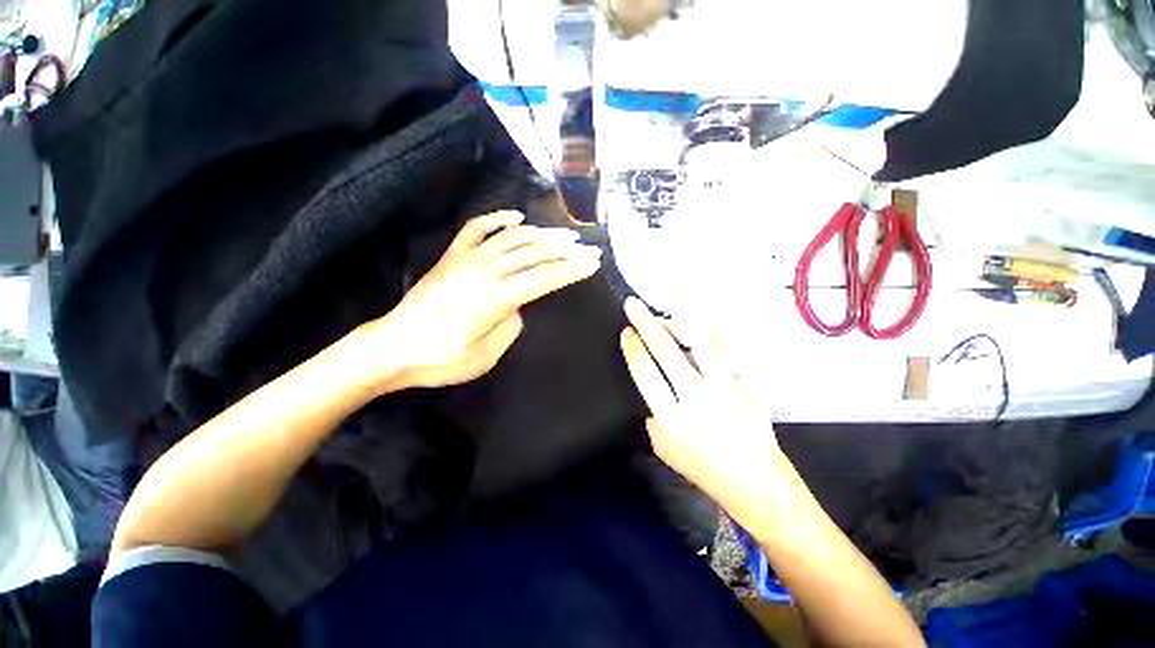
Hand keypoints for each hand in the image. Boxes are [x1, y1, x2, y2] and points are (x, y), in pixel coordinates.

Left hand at [364, 211, 602, 391]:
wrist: (392, 347)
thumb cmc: (440, 359)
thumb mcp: (485, 356)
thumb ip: (510, 327)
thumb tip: (520, 307)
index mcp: (496, 298)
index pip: (545, 278)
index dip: (572, 270)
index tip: (593, 263)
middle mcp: (484, 271)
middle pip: (534, 253)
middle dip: (565, 250)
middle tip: (588, 246)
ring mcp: (466, 259)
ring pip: (512, 238)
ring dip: (541, 233)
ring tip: (563, 234)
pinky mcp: (452, 257)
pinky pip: (476, 229)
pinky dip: (497, 219)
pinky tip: (516, 217)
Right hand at [620, 297, 782, 506]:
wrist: (755, 480)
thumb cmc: (703, 468)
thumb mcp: (663, 448)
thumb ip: (653, 416)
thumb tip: (653, 386)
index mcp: (672, 418)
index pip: (645, 373)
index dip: (633, 348)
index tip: (626, 332)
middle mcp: (696, 397)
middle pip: (666, 351)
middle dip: (645, 323)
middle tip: (632, 304)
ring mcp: (724, 387)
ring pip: (698, 342)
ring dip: (677, 324)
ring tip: (664, 316)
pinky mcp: (745, 383)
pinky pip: (724, 349)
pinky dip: (708, 335)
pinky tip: (697, 329)